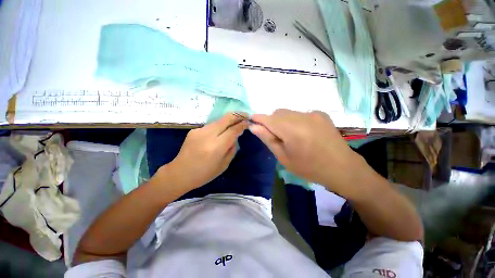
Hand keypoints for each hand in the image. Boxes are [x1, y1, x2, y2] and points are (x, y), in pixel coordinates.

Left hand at [162, 113, 247, 190]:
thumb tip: (235, 137)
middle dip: (237, 115)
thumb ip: (232, 149)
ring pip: (218, 121)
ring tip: (234, 123)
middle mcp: (207, 135)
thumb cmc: (204, 174)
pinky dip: (218, 127)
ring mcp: (199, 131)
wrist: (179, 173)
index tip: (247, 122)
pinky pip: (210, 126)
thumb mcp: (224, 165)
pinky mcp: (193, 130)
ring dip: (228, 120)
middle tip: (245, 115)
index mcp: (216, 147)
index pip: (233, 131)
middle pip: (225, 119)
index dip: (241, 125)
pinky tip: (219, 133)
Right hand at [250, 109, 370, 196]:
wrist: (342, 168)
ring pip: (288, 112)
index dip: (258, 118)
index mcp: (292, 130)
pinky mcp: (321, 113)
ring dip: (283, 120)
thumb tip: (254, 126)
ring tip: (290, 135)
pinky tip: (302, 132)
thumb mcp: (283, 157)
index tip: (252, 121)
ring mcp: (313, 113)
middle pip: (278, 113)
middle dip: (271, 121)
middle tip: (274, 136)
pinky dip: (294, 120)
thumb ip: (268, 139)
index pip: (268, 118)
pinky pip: (299, 113)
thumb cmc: (309, 167)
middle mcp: (302, 116)